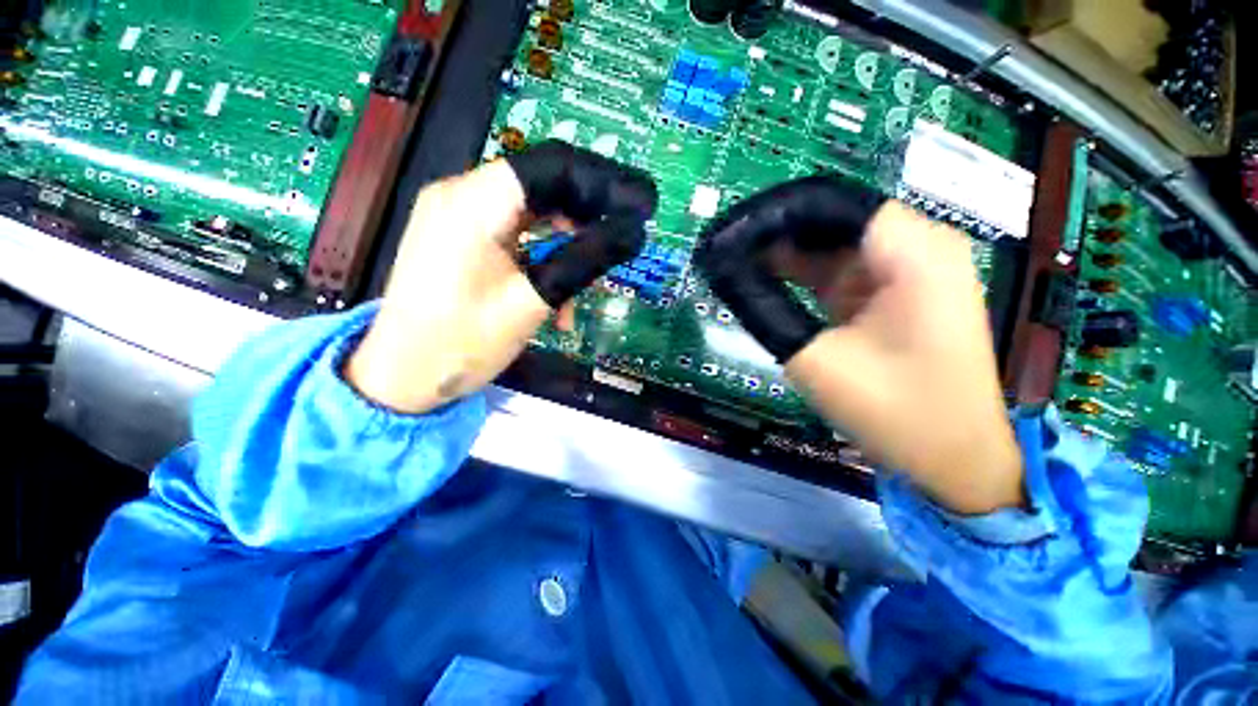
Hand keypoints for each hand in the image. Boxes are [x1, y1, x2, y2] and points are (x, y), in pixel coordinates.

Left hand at [347, 141, 657, 413]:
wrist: (401, 377)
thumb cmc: (461, 345)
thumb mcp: (532, 302)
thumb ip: (583, 262)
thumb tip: (632, 234)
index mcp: (472, 203)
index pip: (551, 166)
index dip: (602, 181)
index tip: (640, 206)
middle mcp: (461, 195)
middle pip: (542, 185)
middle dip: (587, 216)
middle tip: (621, 242)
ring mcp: (458, 216)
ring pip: (532, 212)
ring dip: (566, 246)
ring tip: (584, 287)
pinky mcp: (461, 237)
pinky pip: (516, 233)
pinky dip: (543, 258)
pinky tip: (556, 296)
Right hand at [695, 177, 1022, 514]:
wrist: (954, 458)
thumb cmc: (895, 412)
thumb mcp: (816, 360)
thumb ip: (768, 311)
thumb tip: (729, 276)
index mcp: (913, 253)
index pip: (833, 204)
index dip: (778, 214)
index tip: (733, 233)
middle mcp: (919, 248)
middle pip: (834, 221)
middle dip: (779, 235)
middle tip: (728, 252)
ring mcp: (909, 270)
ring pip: (834, 245)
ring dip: (788, 256)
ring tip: (738, 266)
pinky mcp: (896, 293)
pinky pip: (842, 269)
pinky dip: (804, 276)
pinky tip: (768, 283)